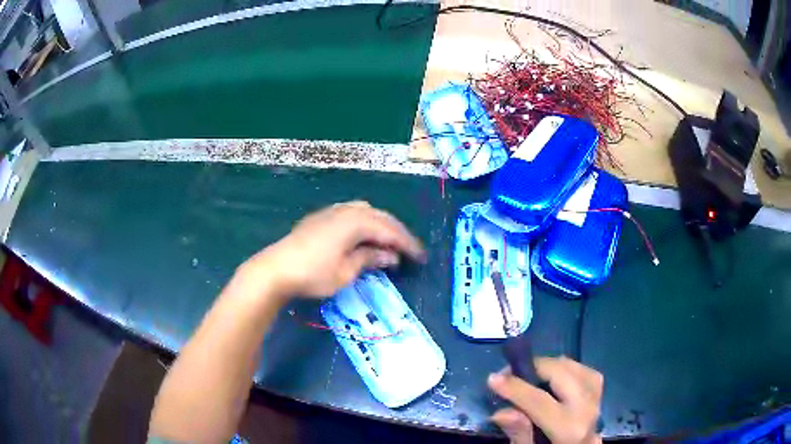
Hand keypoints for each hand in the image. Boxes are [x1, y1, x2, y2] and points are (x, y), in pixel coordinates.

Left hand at [242, 201, 424, 298]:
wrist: (276, 268)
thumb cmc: (313, 274)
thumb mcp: (346, 272)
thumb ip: (370, 259)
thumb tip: (390, 255)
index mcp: (356, 222)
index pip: (390, 231)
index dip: (408, 244)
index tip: (422, 257)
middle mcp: (347, 210)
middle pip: (380, 217)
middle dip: (397, 233)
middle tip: (410, 250)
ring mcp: (332, 211)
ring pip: (366, 211)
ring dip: (381, 225)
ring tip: (389, 241)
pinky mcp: (321, 216)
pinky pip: (352, 212)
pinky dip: (365, 222)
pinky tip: (364, 234)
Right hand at [488, 357, 602, 443]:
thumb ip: (519, 434)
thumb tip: (500, 412)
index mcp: (569, 430)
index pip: (540, 401)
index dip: (515, 387)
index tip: (492, 378)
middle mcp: (587, 409)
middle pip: (561, 374)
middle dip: (534, 366)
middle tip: (508, 373)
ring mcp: (597, 399)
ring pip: (575, 368)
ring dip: (550, 366)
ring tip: (527, 374)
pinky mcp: (600, 394)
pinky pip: (585, 370)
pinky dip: (566, 368)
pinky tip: (552, 376)